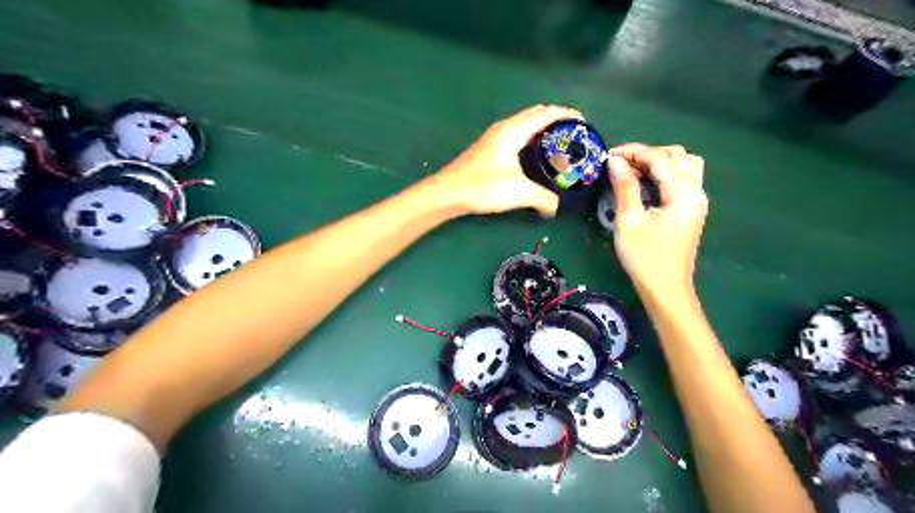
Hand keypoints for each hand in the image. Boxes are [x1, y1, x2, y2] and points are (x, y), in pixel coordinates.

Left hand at [434, 104, 576, 215]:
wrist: (448, 193)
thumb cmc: (484, 187)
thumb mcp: (520, 193)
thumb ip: (543, 199)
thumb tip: (555, 208)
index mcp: (514, 130)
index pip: (548, 113)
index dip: (569, 115)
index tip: (585, 124)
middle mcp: (505, 128)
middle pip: (536, 114)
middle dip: (557, 120)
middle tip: (573, 136)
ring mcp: (494, 137)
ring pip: (524, 124)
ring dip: (542, 128)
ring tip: (557, 144)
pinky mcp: (488, 148)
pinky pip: (516, 134)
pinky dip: (530, 138)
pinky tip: (532, 156)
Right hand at [605, 144, 706, 293]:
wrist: (665, 288)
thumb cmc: (645, 257)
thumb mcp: (629, 221)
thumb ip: (624, 187)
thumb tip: (614, 161)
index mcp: (683, 193)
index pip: (660, 158)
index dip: (634, 152)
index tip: (609, 154)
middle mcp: (696, 192)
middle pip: (677, 156)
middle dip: (647, 154)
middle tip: (620, 164)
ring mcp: (696, 201)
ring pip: (684, 165)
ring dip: (659, 162)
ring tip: (634, 171)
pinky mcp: (691, 210)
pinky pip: (682, 179)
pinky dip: (664, 173)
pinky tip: (646, 184)